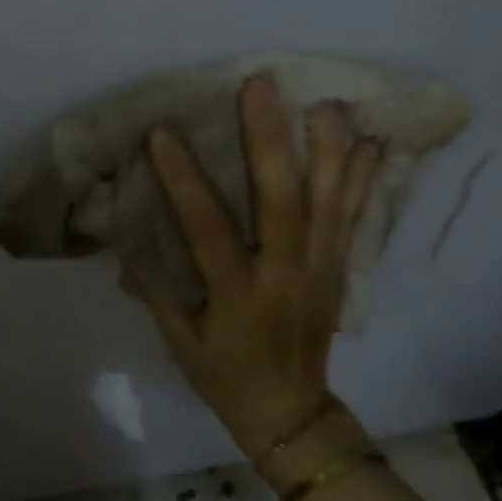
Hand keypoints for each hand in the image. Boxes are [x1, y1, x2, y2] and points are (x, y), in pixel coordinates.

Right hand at [127, 72, 381, 457]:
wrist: (291, 415)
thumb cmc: (225, 378)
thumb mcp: (181, 344)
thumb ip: (157, 293)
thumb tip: (128, 246)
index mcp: (238, 294)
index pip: (208, 228)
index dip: (184, 180)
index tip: (163, 134)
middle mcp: (286, 274)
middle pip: (282, 200)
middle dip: (269, 139)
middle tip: (260, 85)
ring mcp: (320, 269)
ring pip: (330, 200)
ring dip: (328, 146)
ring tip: (326, 98)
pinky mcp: (339, 269)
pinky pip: (355, 217)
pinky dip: (365, 178)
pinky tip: (373, 141)